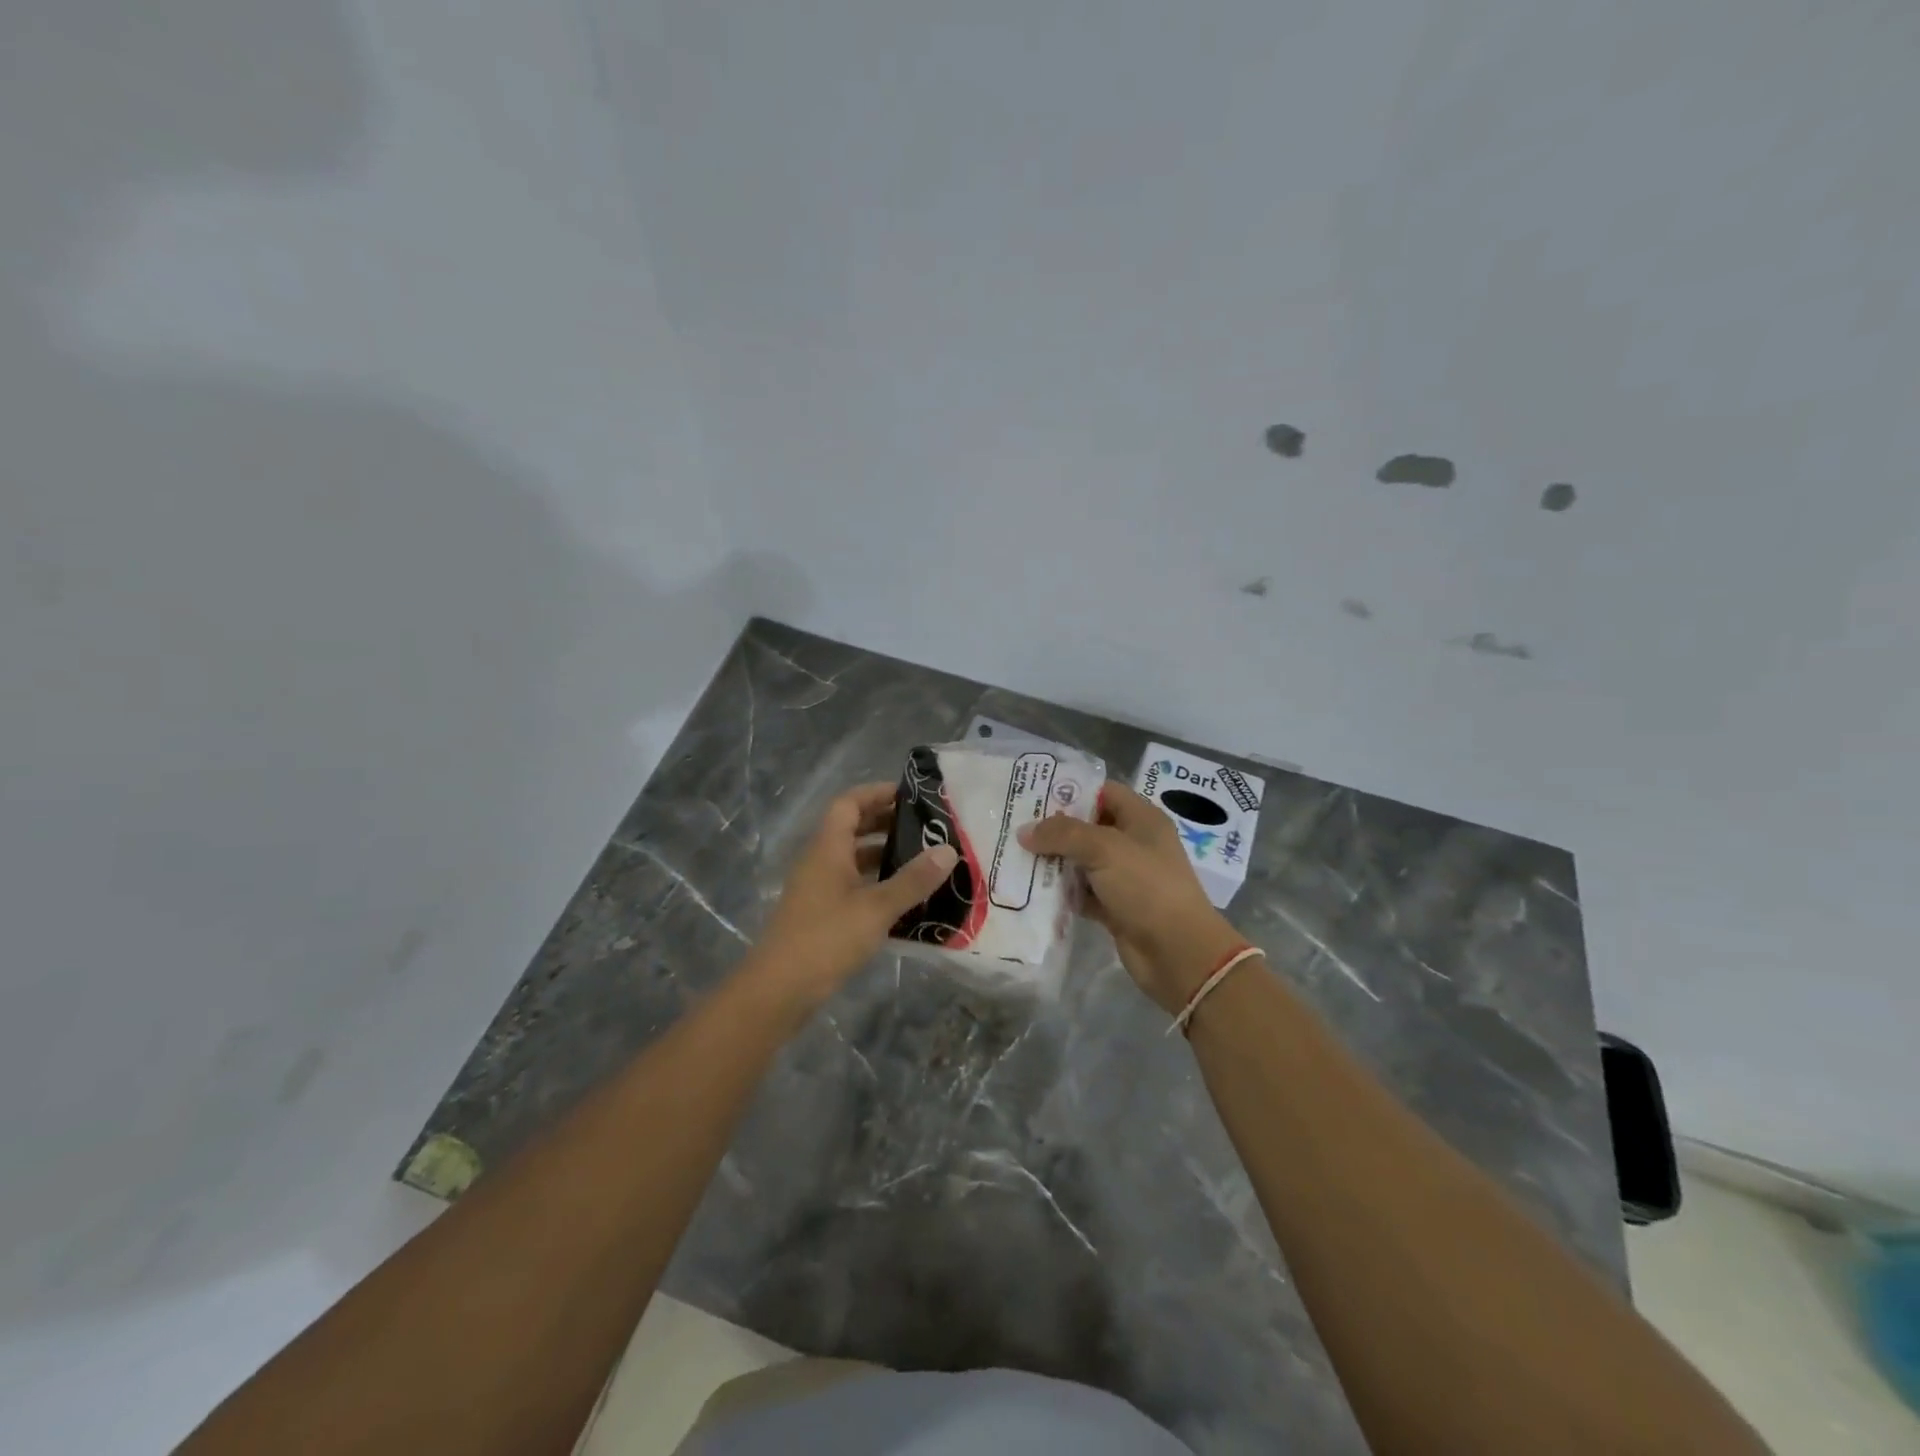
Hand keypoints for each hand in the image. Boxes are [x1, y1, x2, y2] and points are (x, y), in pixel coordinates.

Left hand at [749, 782, 957, 1008]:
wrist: (779, 990)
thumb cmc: (826, 938)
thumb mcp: (876, 908)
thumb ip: (913, 880)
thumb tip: (948, 850)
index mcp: (827, 848)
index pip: (849, 803)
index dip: (877, 793)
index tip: (911, 795)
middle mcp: (820, 861)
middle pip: (851, 828)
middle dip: (886, 822)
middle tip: (925, 827)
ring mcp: (818, 889)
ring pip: (853, 858)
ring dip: (883, 855)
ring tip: (922, 859)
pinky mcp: (821, 914)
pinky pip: (852, 885)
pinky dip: (877, 883)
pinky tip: (904, 898)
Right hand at [1020, 782, 1243, 1013]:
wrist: (1178, 952)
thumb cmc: (1146, 887)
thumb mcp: (1104, 849)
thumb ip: (1062, 834)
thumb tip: (1025, 831)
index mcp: (1141, 819)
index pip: (1103, 792)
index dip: (1071, 790)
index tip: (1033, 794)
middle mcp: (1134, 843)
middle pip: (1088, 827)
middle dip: (1054, 828)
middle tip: (1015, 826)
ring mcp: (1124, 877)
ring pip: (1081, 861)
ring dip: (1053, 862)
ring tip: (1014, 856)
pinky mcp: (1115, 907)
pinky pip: (1082, 893)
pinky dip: (1061, 893)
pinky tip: (1031, 890)